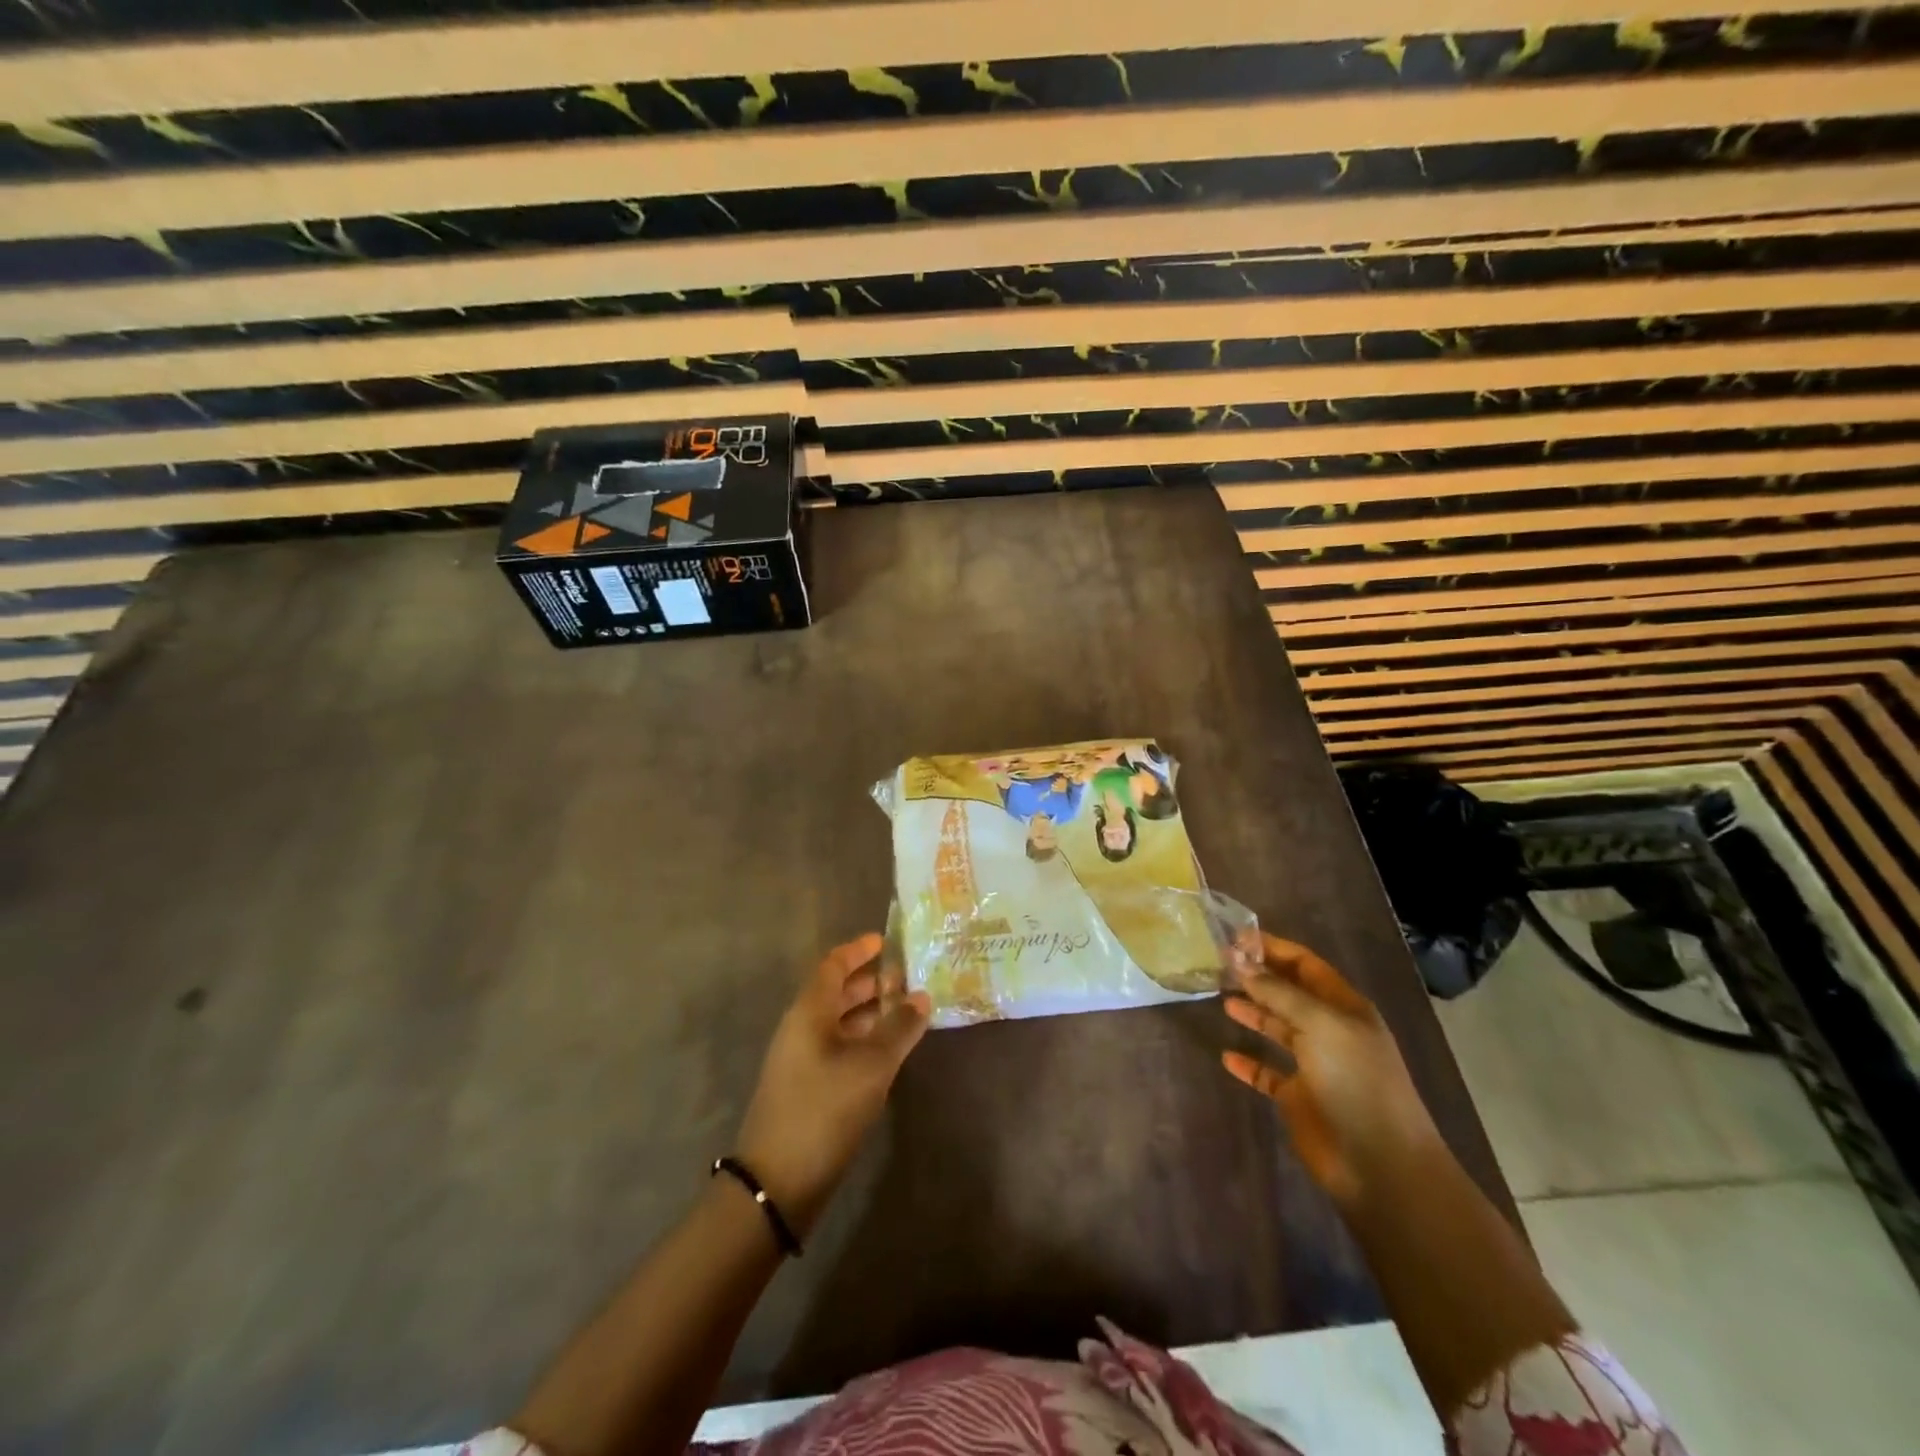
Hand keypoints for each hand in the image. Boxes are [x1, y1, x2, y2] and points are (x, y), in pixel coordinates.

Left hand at [733, 933, 930, 1236]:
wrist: (777, 1182)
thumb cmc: (824, 1109)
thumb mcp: (871, 1065)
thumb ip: (899, 1027)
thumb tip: (922, 995)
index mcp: (809, 1012)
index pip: (833, 965)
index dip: (858, 950)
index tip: (885, 941)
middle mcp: (802, 1028)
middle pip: (836, 992)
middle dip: (870, 982)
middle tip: (907, 977)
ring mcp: (801, 1060)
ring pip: (839, 1021)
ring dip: (870, 1012)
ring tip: (907, 1010)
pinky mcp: (807, 1087)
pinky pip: (839, 1047)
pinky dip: (864, 1039)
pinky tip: (889, 1051)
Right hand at [1221, 933, 1441, 1207]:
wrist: (1380, 1163)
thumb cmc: (1356, 1082)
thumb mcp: (1320, 1024)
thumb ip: (1278, 992)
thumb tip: (1239, 960)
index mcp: (1344, 1007)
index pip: (1305, 964)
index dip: (1273, 948)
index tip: (1234, 939)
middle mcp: (1329, 1030)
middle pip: (1289, 993)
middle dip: (1258, 976)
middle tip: (1219, 963)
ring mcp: (1314, 1065)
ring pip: (1277, 1028)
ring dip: (1253, 1012)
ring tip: (1221, 998)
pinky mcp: (1298, 1098)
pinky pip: (1267, 1073)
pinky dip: (1248, 1063)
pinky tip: (1227, 1056)